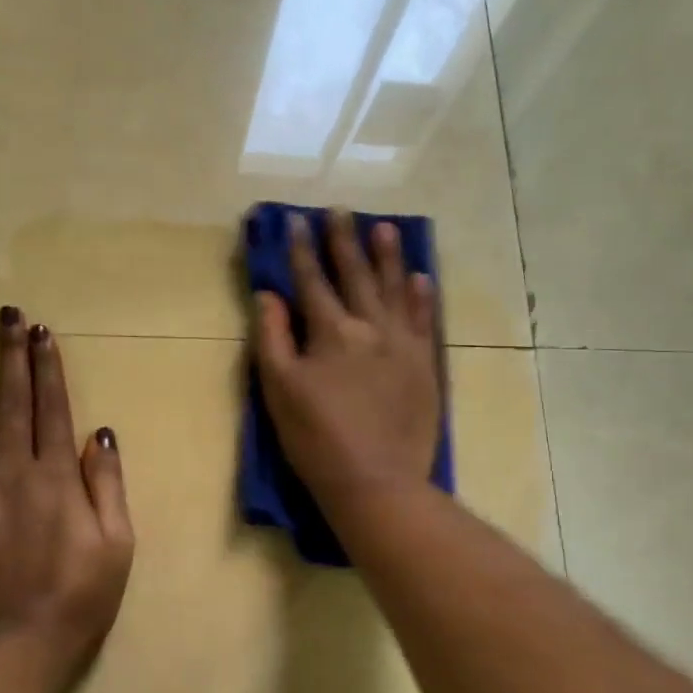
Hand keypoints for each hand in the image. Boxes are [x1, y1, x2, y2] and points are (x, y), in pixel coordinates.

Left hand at [0, 308, 134, 691]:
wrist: (9, 649)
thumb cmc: (76, 600)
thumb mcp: (117, 545)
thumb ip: (108, 485)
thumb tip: (101, 432)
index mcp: (56, 477)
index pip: (52, 408)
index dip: (47, 367)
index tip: (41, 332)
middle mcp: (10, 470)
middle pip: (9, 402)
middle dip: (8, 355)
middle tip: (4, 315)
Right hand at [250, 208, 442, 511]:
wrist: (377, 482)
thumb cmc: (317, 439)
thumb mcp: (279, 390)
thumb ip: (272, 337)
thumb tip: (268, 295)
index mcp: (330, 332)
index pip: (312, 281)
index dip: (301, 250)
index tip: (296, 220)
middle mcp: (370, 327)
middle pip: (355, 275)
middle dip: (344, 241)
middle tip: (340, 211)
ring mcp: (403, 344)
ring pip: (394, 288)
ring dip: (388, 256)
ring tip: (384, 228)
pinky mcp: (424, 366)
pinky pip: (424, 321)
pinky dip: (421, 297)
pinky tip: (420, 277)